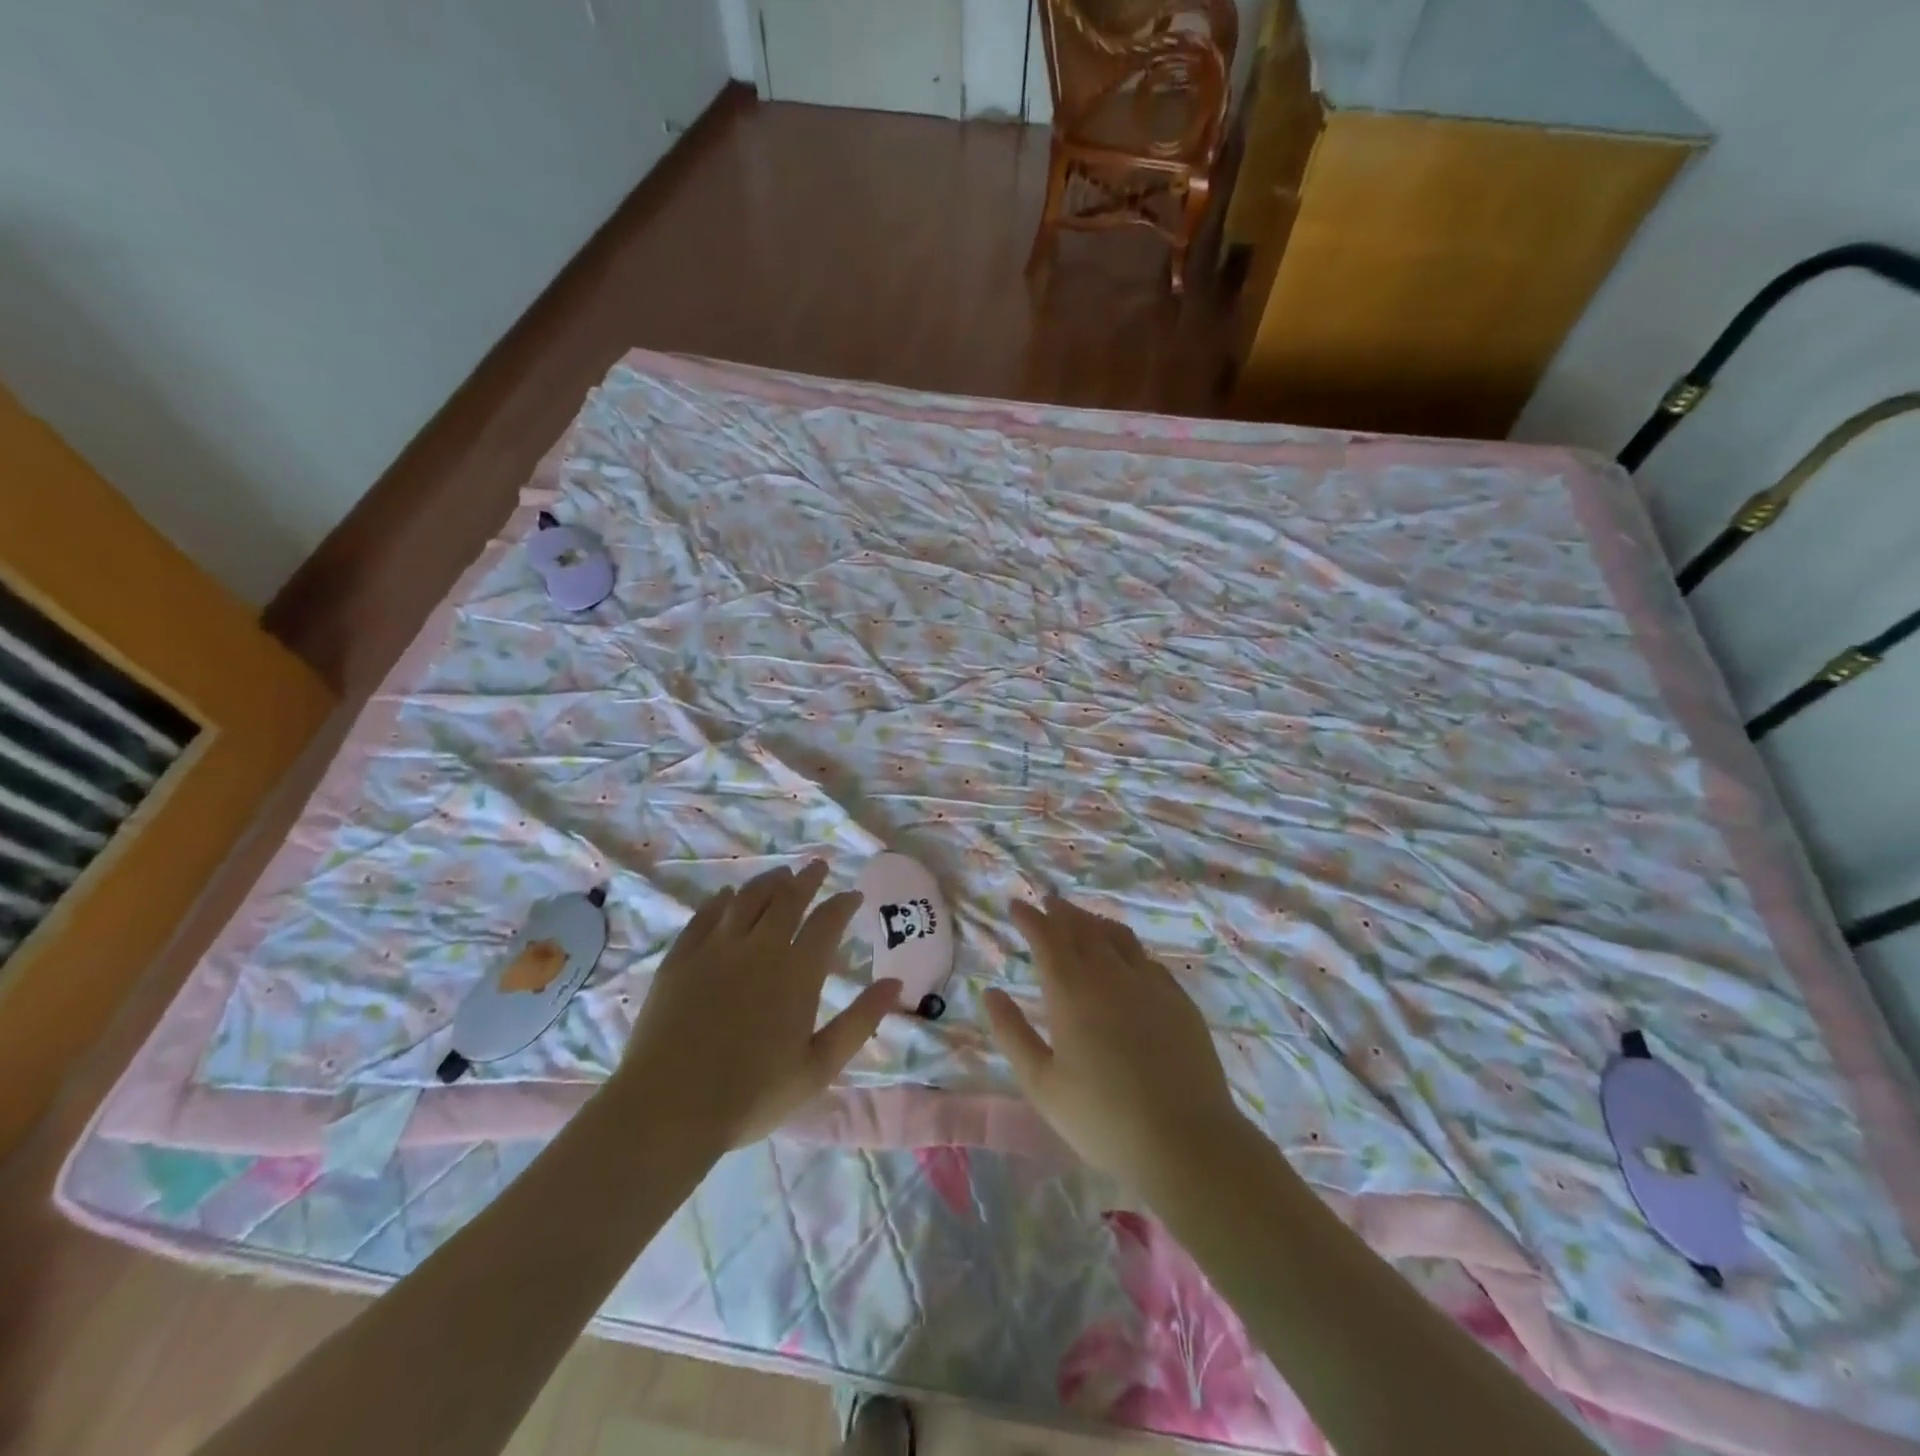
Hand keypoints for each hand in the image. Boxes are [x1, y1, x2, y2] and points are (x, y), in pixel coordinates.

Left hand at [615, 862, 899, 1151]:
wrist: (669, 1109)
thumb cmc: (752, 1095)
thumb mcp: (819, 1067)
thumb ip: (860, 1021)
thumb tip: (895, 983)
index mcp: (797, 972)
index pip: (827, 922)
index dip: (843, 904)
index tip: (853, 895)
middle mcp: (759, 948)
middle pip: (787, 899)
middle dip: (807, 879)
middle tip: (818, 866)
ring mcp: (715, 949)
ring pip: (746, 899)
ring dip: (768, 881)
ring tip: (780, 874)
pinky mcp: (680, 959)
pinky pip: (704, 916)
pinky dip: (721, 900)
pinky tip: (727, 896)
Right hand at [985, 895, 1245, 1186]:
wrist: (1186, 1140)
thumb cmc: (1103, 1118)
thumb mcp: (1042, 1084)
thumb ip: (1012, 1033)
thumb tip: (991, 993)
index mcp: (1071, 991)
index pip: (1047, 938)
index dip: (1029, 918)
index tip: (1016, 905)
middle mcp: (1110, 974)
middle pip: (1082, 928)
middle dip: (1060, 912)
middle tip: (1047, 903)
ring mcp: (1149, 983)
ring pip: (1117, 936)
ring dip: (1094, 921)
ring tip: (1082, 920)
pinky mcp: (1178, 999)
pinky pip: (1146, 958)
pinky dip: (1126, 947)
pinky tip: (1126, 958)